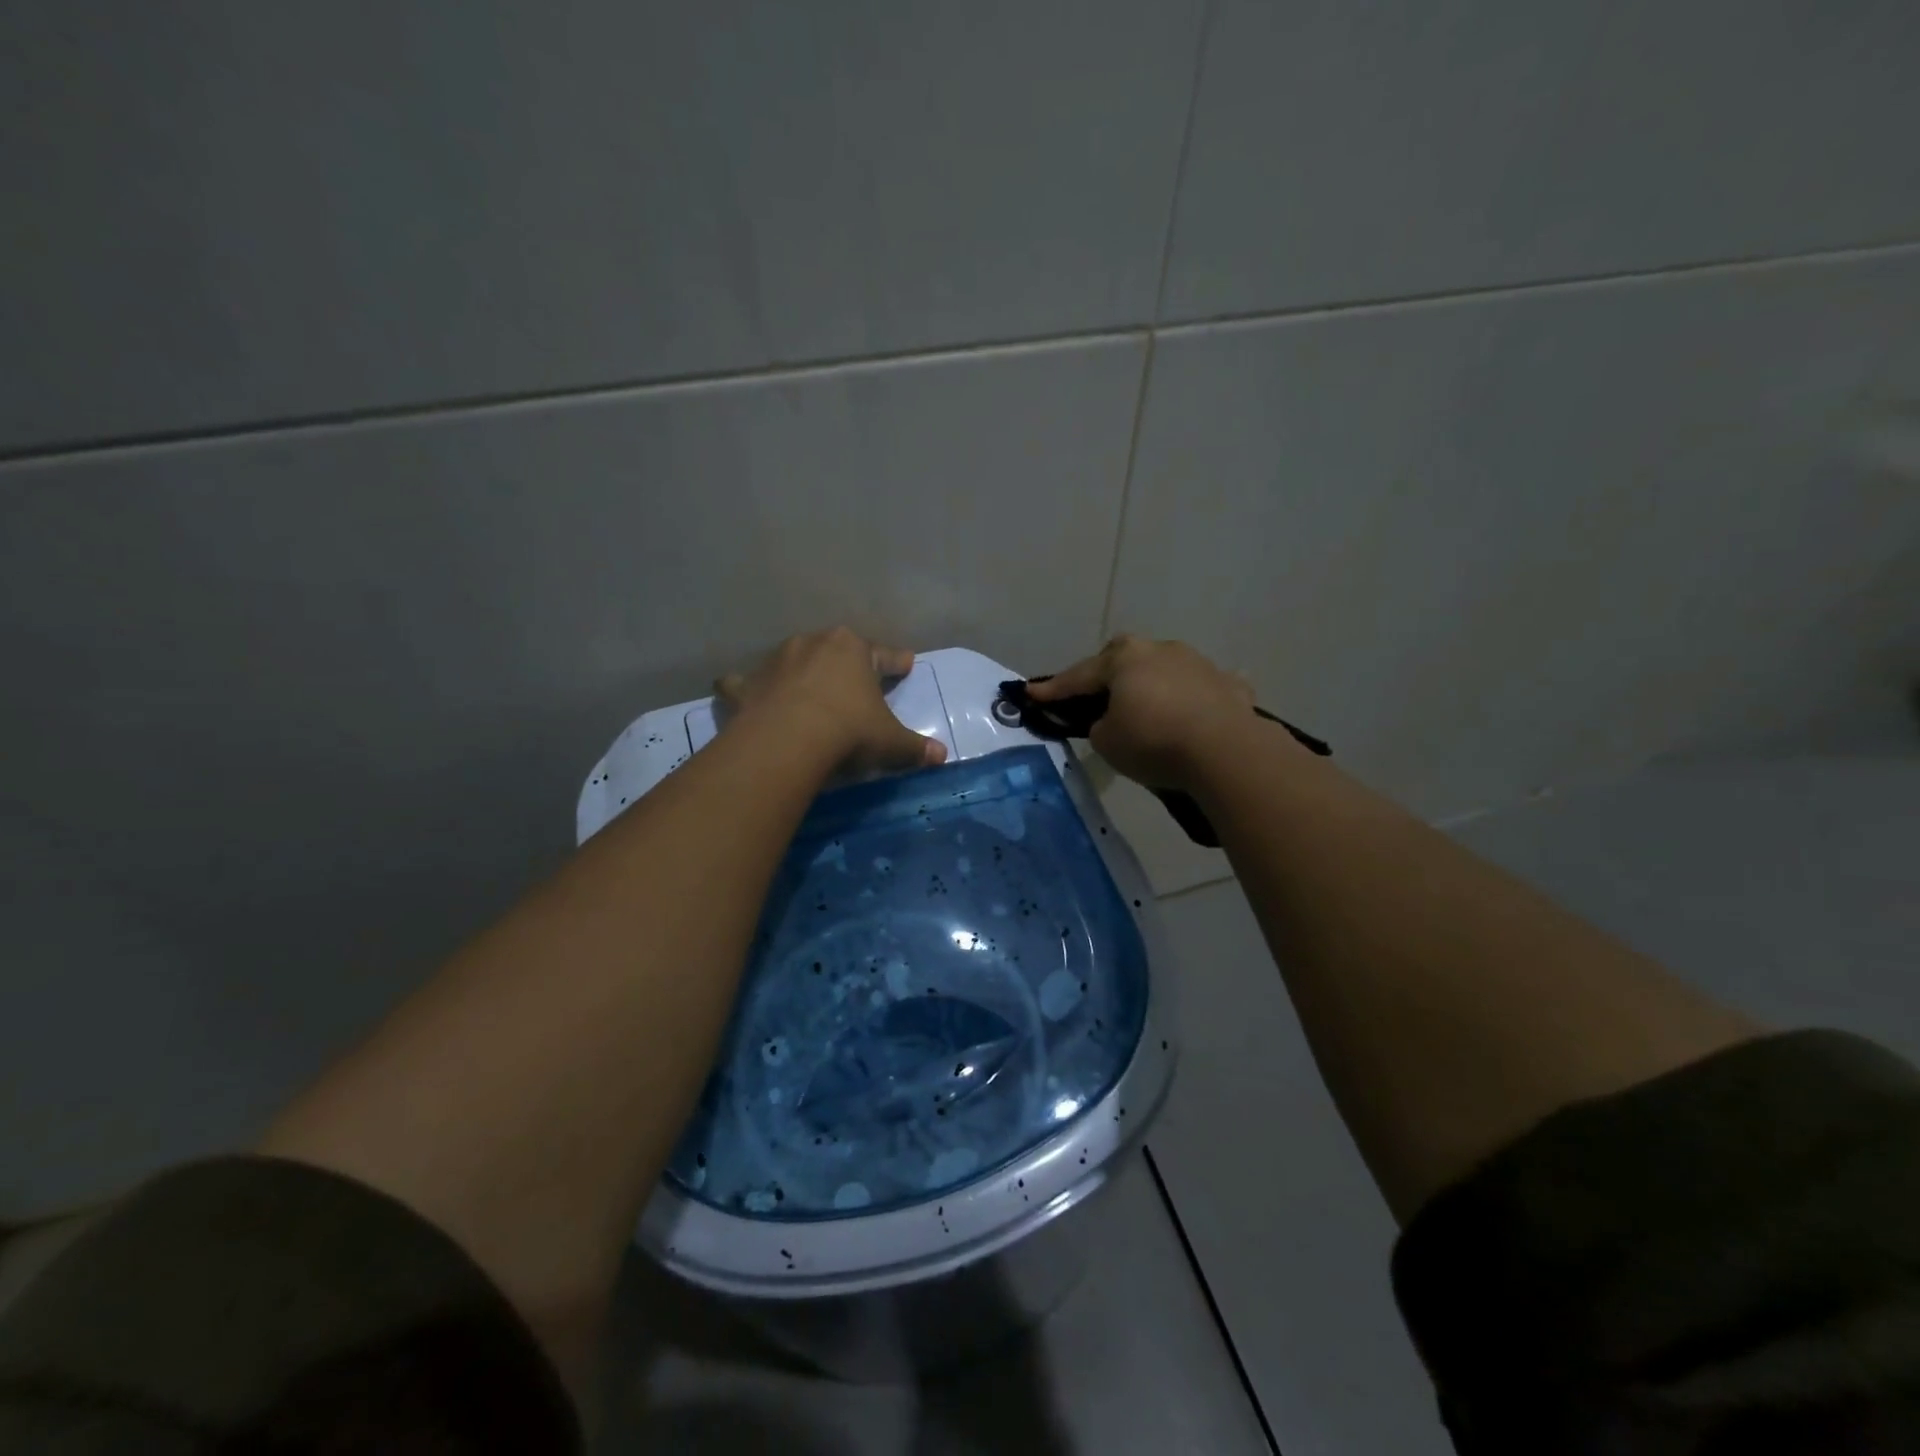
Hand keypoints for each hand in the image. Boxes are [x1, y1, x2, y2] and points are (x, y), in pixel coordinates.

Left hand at [717, 627, 948, 774]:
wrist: (788, 742)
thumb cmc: (848, 731)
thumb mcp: (890, 742)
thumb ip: (915, 747)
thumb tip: (941, 756)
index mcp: (854, 649)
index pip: (884, 655)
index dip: (897, 662)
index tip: (907, 664)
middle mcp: (814, 644)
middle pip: (837, 652)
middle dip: (846, 664)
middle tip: (855, 682)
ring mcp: (776, 661)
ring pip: (792, 660)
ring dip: (799, 672)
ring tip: (804, 690)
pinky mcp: (746, 684)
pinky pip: (744, 682)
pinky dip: (745, 688)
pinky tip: (743, 693)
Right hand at [1029, 635, 1269, 791]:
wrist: (1225, 751)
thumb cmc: (1153, 741)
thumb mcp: (1107, 742)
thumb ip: (1101, 726)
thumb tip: (1113, 721)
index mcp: (1124, 660)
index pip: (1079, 676)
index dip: (1054, 688)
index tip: (1031, 693)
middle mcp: (1161, 651)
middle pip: (1125, 656)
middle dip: (1108, 672)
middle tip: (1097, 693)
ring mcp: (1199, 663)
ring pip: (1165, 668)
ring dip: (1153, 684)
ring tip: (1148, 708)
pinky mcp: (1231, 684)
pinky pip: (1203, 688)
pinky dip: (1194, 699)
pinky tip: (1194, 715)